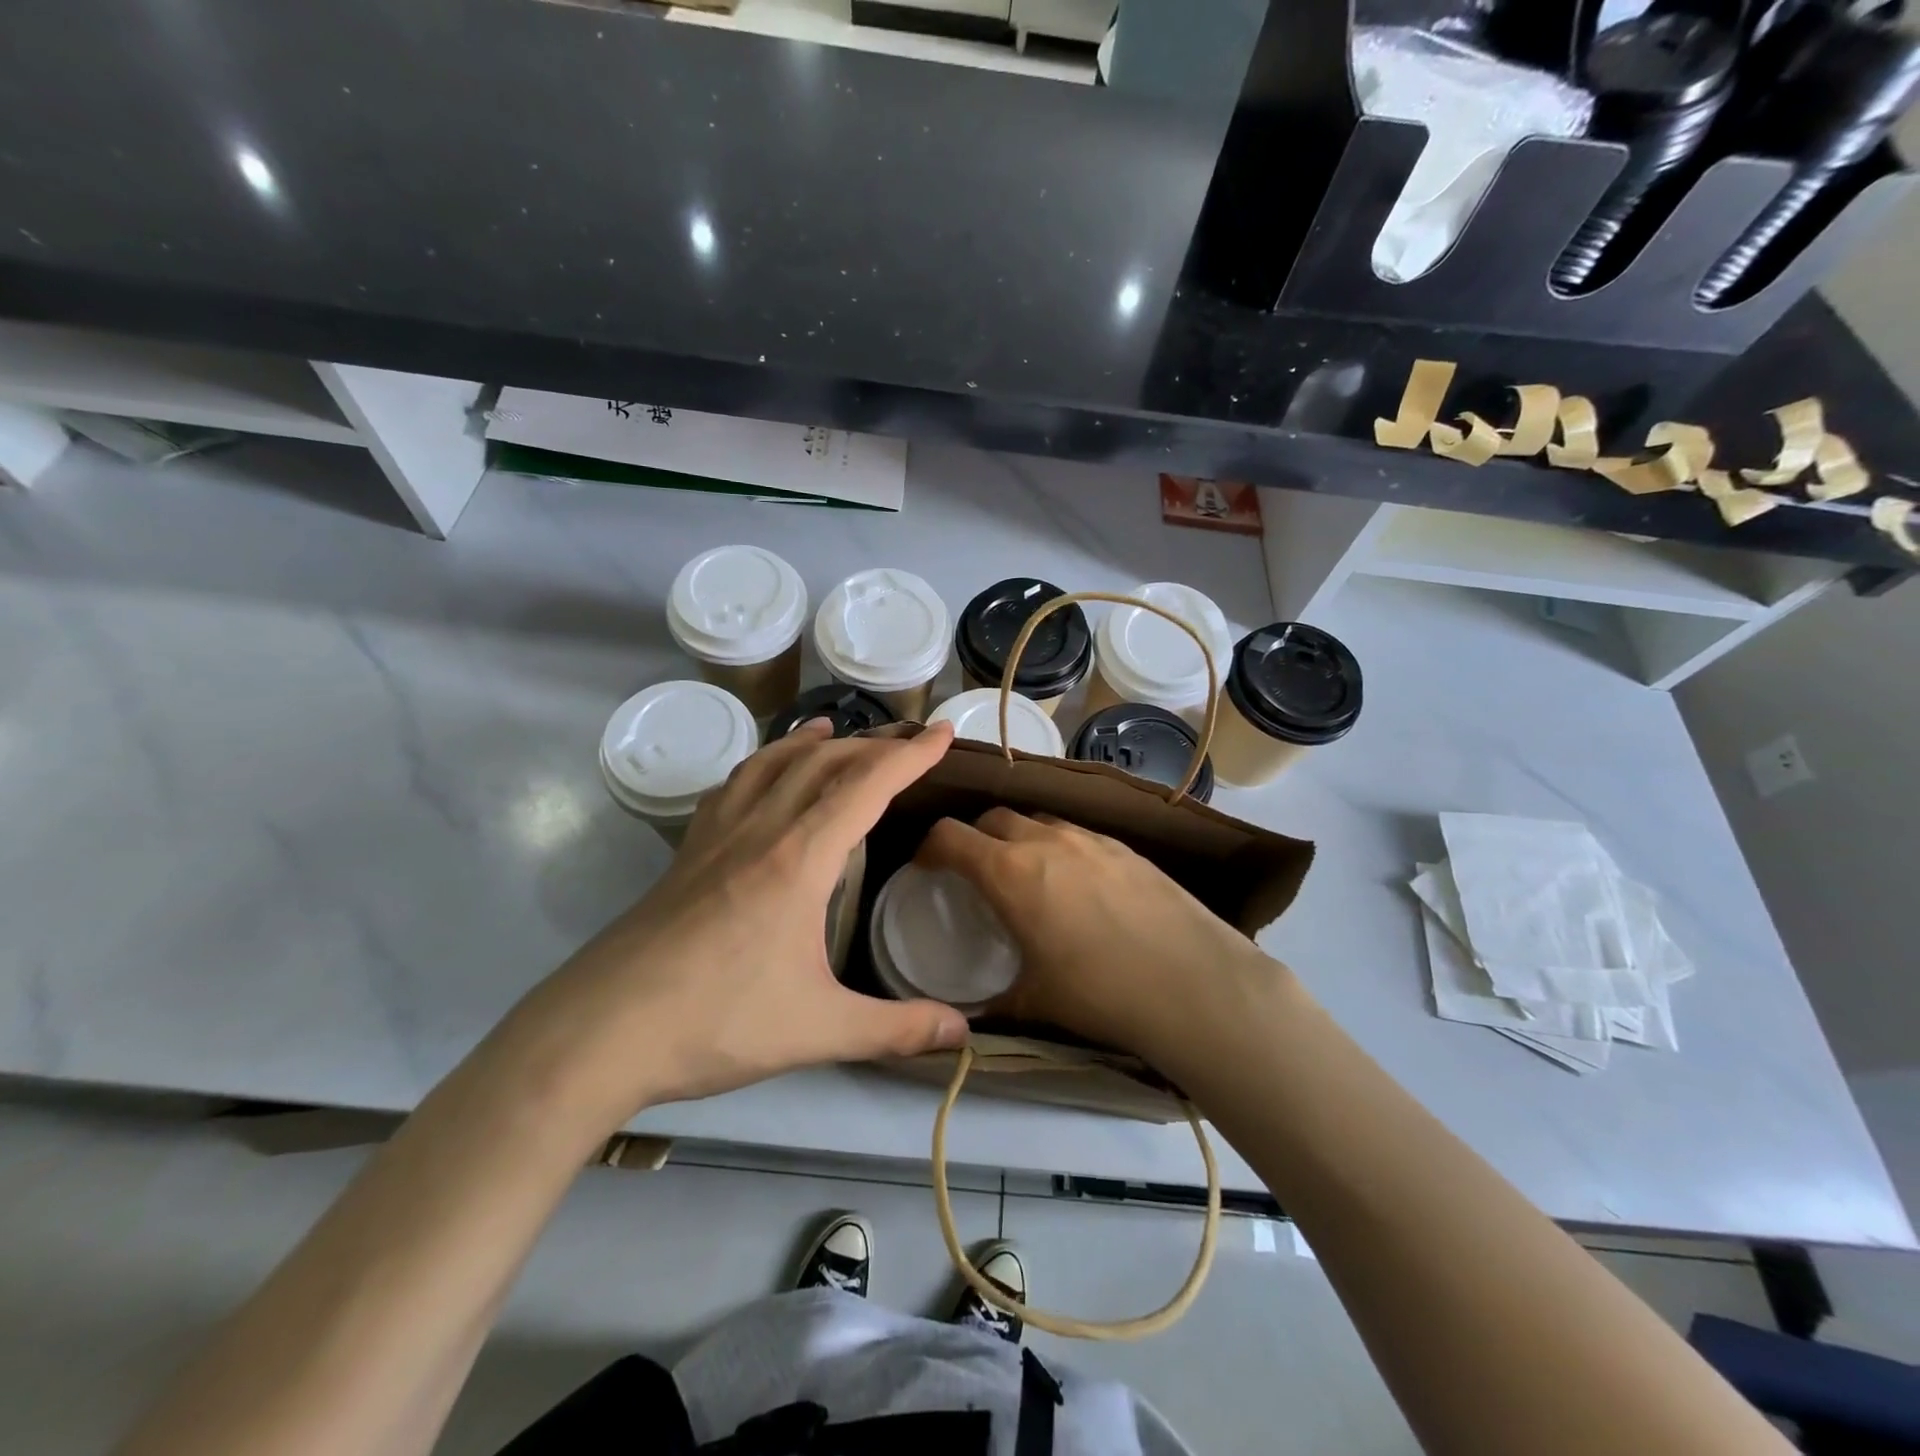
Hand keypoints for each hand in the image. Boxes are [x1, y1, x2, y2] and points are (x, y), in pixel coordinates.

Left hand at [499, 719, 968, 1125]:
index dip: (911, 756)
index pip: (867, 785)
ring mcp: (717, 837)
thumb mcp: (819, 1030)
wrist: (600, 1032)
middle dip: (872, 744)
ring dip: (810, 742)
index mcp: (800, 858)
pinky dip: (761, 765)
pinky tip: (762, 776)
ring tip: (834, 730)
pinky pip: (732, 787)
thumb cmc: (716, 1022)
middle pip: (822, 763)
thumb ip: (896, 1029)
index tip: (944, 733)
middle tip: (907, 741)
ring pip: (772, 764)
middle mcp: (761, 831)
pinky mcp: (687, 854)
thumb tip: (962, 1033)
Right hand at [917, 810, 1290, 1077]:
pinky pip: (1076, 834)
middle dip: (973, 837)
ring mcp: (1090, 838)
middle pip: (992, 817)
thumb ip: (994, 1001)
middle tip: (974, 871)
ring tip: (1026, 874)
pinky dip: (1059, 847)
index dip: (928, 847)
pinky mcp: (1126, 846)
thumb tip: (969, 1016)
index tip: (926, 867)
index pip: (949, 836)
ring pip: (1037, 820)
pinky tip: (1077, 884)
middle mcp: (1045, 841)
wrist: (1195, 984)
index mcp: (1010, 872)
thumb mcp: (1036, 1002)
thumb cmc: (1102, 993)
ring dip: (1018, 837)